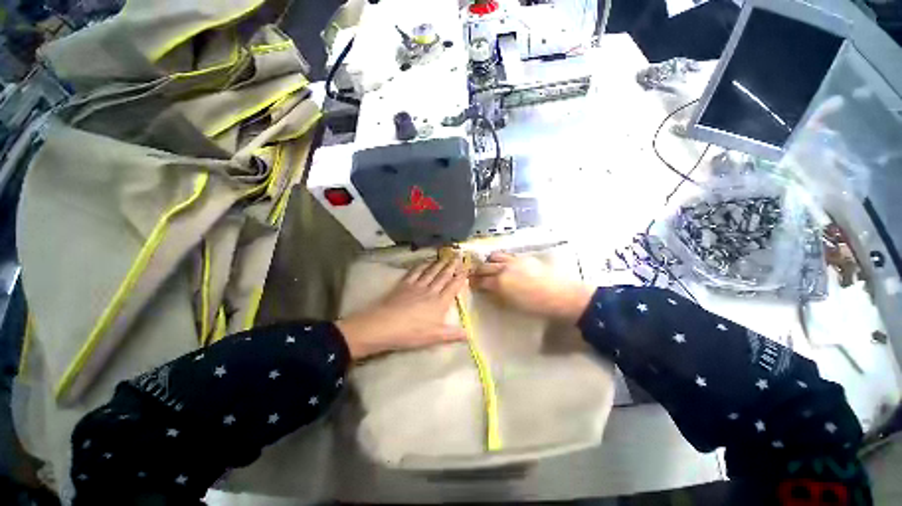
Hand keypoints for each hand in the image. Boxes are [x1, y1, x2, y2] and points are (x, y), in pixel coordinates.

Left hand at [337, 257, 468, 359]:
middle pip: (443, 276)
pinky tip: (425, 261)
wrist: (385, 325)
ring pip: (431, 271)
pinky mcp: (405, 284)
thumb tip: (470, 335)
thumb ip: (453, 334)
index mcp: (440, 303)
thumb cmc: (412, 333)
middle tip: (458, 256)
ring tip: (445, 256)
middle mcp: (431, 290)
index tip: (466, 269)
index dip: (461, 278)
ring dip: (439, 263)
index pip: (453, 287)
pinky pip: (416, 271)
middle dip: (452, 266)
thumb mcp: (435, 337)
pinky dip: (422, 265)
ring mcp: (417, 286)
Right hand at [471, 252, 592, 323]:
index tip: (470, 283)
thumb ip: (497, 296)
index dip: (474, 282)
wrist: (562, 296)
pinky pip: (506, 255)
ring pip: (495, 257)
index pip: (481, 281)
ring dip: (488, 261)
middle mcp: (504, 269)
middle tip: (474, 274)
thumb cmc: (536, 307)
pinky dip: (500, 259)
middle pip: (484, 266)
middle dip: (477, 271)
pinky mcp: (524, 258)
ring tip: (488, 266)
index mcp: (500, 284)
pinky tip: (502, 264)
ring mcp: (514, 261)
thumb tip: (488, 291)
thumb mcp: (513, 306)